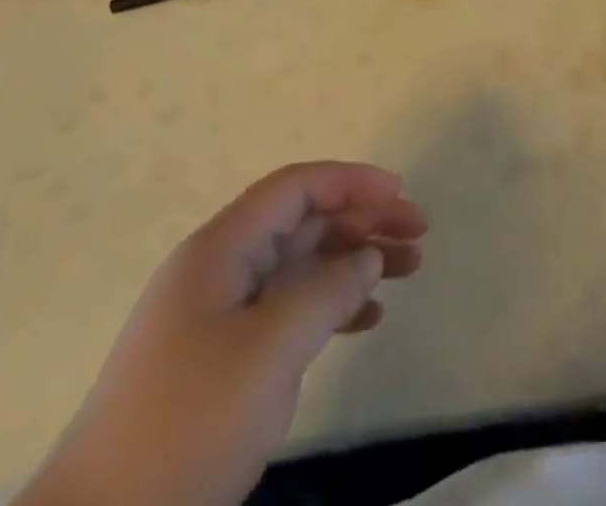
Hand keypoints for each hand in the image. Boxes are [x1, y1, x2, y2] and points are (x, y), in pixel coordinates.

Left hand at [19, 162, 425, 505]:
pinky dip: (329, 305)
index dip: (350, 181)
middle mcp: (220, 267)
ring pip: (299, 265)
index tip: (400, 193)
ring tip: (407, 269)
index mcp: (220, 248)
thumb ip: (326, 292)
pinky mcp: (220, 359)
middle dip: (361, 220)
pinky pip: (287, 310)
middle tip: (418, 233)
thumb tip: (368, 257)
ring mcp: (218, 315)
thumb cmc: (187, 424)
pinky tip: (366, 319)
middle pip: (302, 222)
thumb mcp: (268, 352)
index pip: (295, 187)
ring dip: (353, 261)